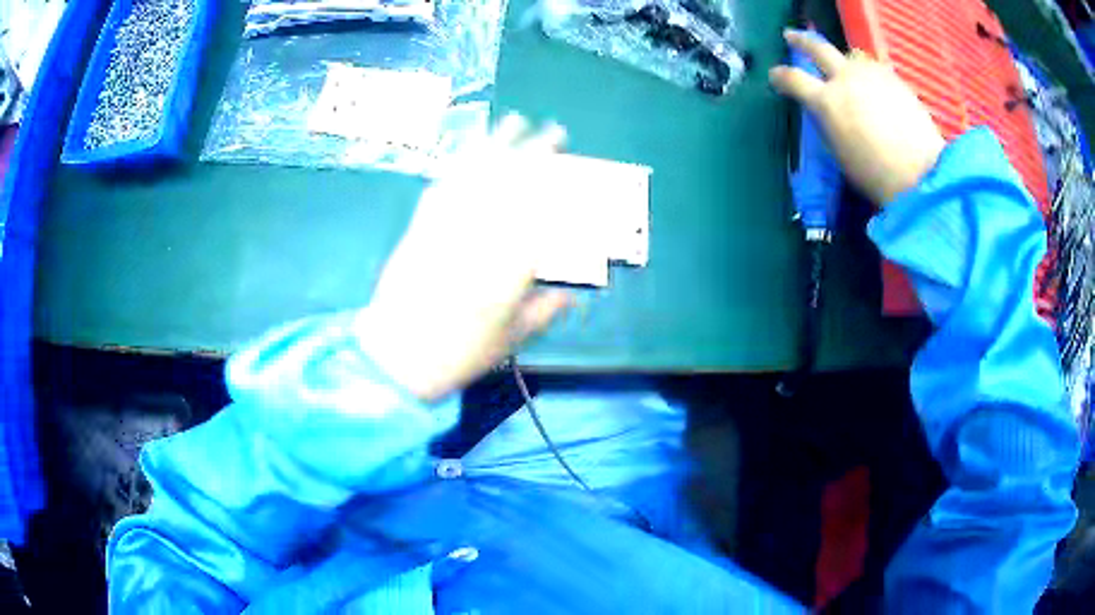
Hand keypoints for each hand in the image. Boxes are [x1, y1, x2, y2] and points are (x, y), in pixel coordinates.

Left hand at [355, 115, 572, 400]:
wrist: (398, 355)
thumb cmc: (459, 352)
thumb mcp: (511, 338)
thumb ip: (544, 311)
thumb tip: (571, 297)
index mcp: (511, 263)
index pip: (543, 211)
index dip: (560, 184)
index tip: (572, 168)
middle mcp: (482, 234)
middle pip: (513, 182)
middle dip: (536, 151)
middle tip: (554, 131)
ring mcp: (449, 225)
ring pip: (478, 174)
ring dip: (498, 144)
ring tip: (514, 121)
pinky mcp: (422, 225)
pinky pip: (443, 186)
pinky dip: (459, 165)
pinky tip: (469, 151)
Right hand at [769, 30, 946, 205]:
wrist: (922, 173)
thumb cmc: (876, 175)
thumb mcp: (839, 153)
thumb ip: (827, 124)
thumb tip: (823, 111)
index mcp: (827, 102)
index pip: (793, 79)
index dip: (780, 76)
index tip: (775, 76)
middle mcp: (846, 79)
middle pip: (817, 48)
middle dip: (801, 41)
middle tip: (790, 36)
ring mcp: (872, 75)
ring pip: (849, 54)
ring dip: (840, 58)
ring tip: (841, 65)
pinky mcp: (894, 79)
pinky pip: (872, 67)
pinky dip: (865, 72)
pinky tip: (870, 84)